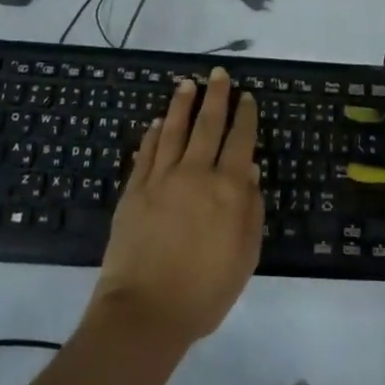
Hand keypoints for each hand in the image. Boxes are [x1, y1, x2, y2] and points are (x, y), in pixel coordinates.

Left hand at [91, 68, 263, 350]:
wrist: (146, 311)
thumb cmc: (205, 290)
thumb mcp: (245, 255)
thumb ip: (250, 209)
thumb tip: (249, 169)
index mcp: (227, 189)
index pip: (240, 141)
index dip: (245, 117)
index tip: (247, 96)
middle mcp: (195, 174)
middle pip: (208, 125)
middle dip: (216, 97)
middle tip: (219, 74)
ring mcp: (161, 179)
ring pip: (174, 131)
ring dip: (182, 105)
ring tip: (187, 84)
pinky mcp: (134, 190)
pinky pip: (146, 153)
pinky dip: (153, 134)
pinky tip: (158, 122)